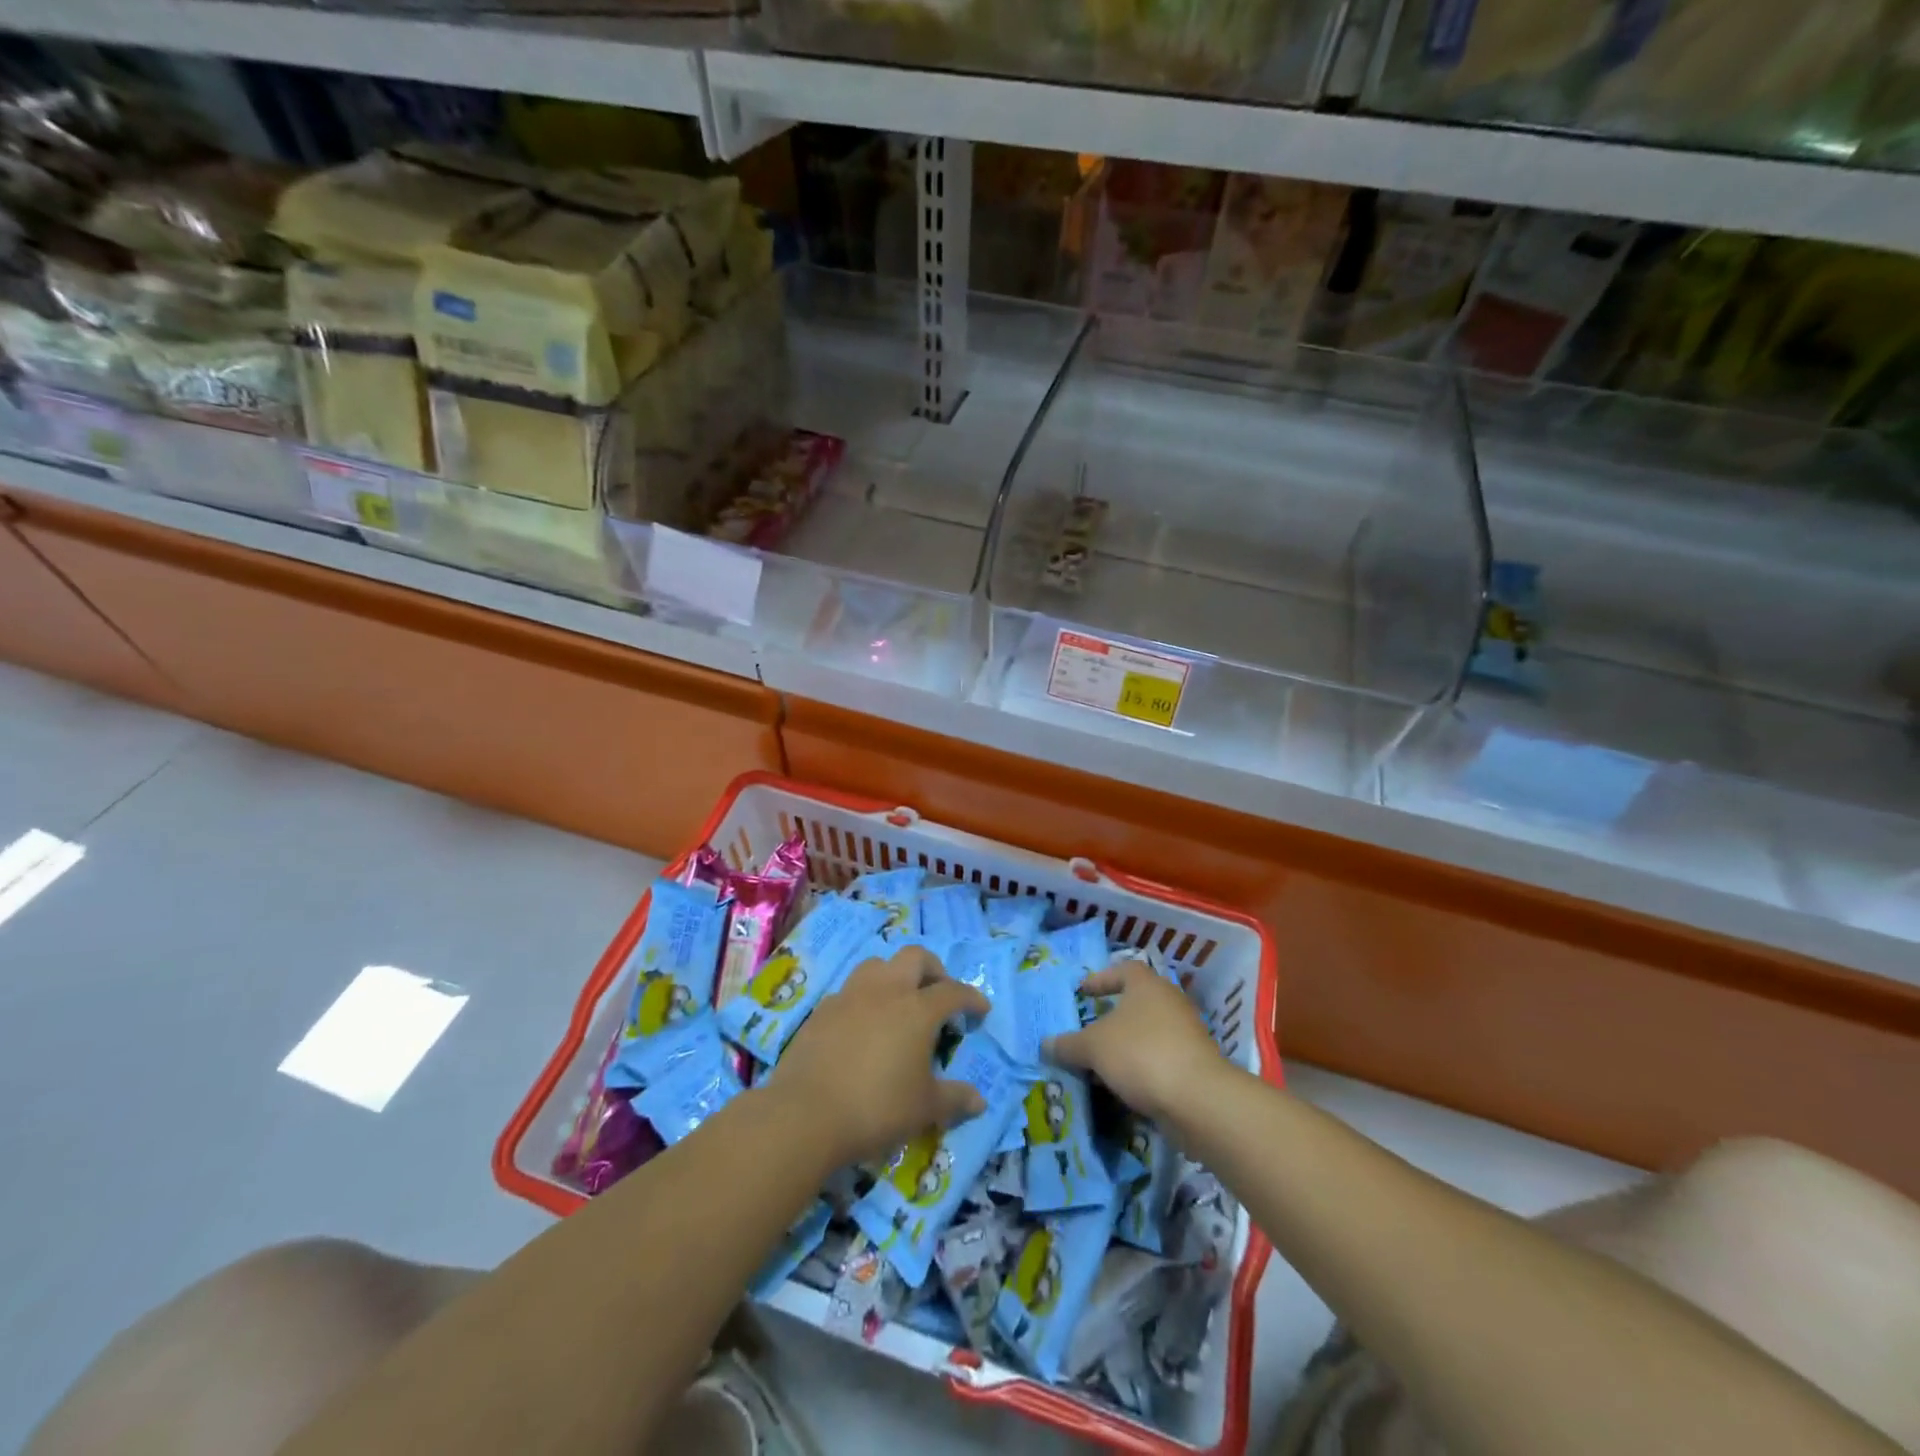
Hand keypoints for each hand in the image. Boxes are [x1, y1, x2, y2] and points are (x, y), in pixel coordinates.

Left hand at [770, 946, 990, 1166]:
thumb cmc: (876, 1107)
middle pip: (914, 957)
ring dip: (894, 975)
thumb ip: (954, 1099)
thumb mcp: (924, 1109)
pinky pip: (849, 991)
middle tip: (939, 992)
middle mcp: (886, 991)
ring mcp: (850, 996)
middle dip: (933, 968)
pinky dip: (864, 999)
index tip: (980, 1010)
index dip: (971, 998)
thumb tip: (979, 1101)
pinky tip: (863, 1025)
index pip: (953, 991)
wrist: (806, 1114)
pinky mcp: (822, 1010)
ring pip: (877, 964)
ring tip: (898, 1001)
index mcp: (917, 1009)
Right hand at [1044, 960, 1225, 1121]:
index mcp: (1147, 985)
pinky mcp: (1195, 1065)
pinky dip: (1141, 1068)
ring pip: (1148, 1033)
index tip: (1083, 993)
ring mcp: (1186, 1034)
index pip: (1123, 969)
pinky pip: (1159, 1059)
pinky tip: (1123, 1085)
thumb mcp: (1093, 1047)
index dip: (1101, 979)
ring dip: (1125, 1046)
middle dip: (1112, 1017)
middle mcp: (1169, 1002)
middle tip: (1088, 1030)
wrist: (1198, 1100)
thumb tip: (1045, 1045)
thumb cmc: (1141, 1054)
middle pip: (1136, 1002)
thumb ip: (1068, 1045)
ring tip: (1100, 1063)